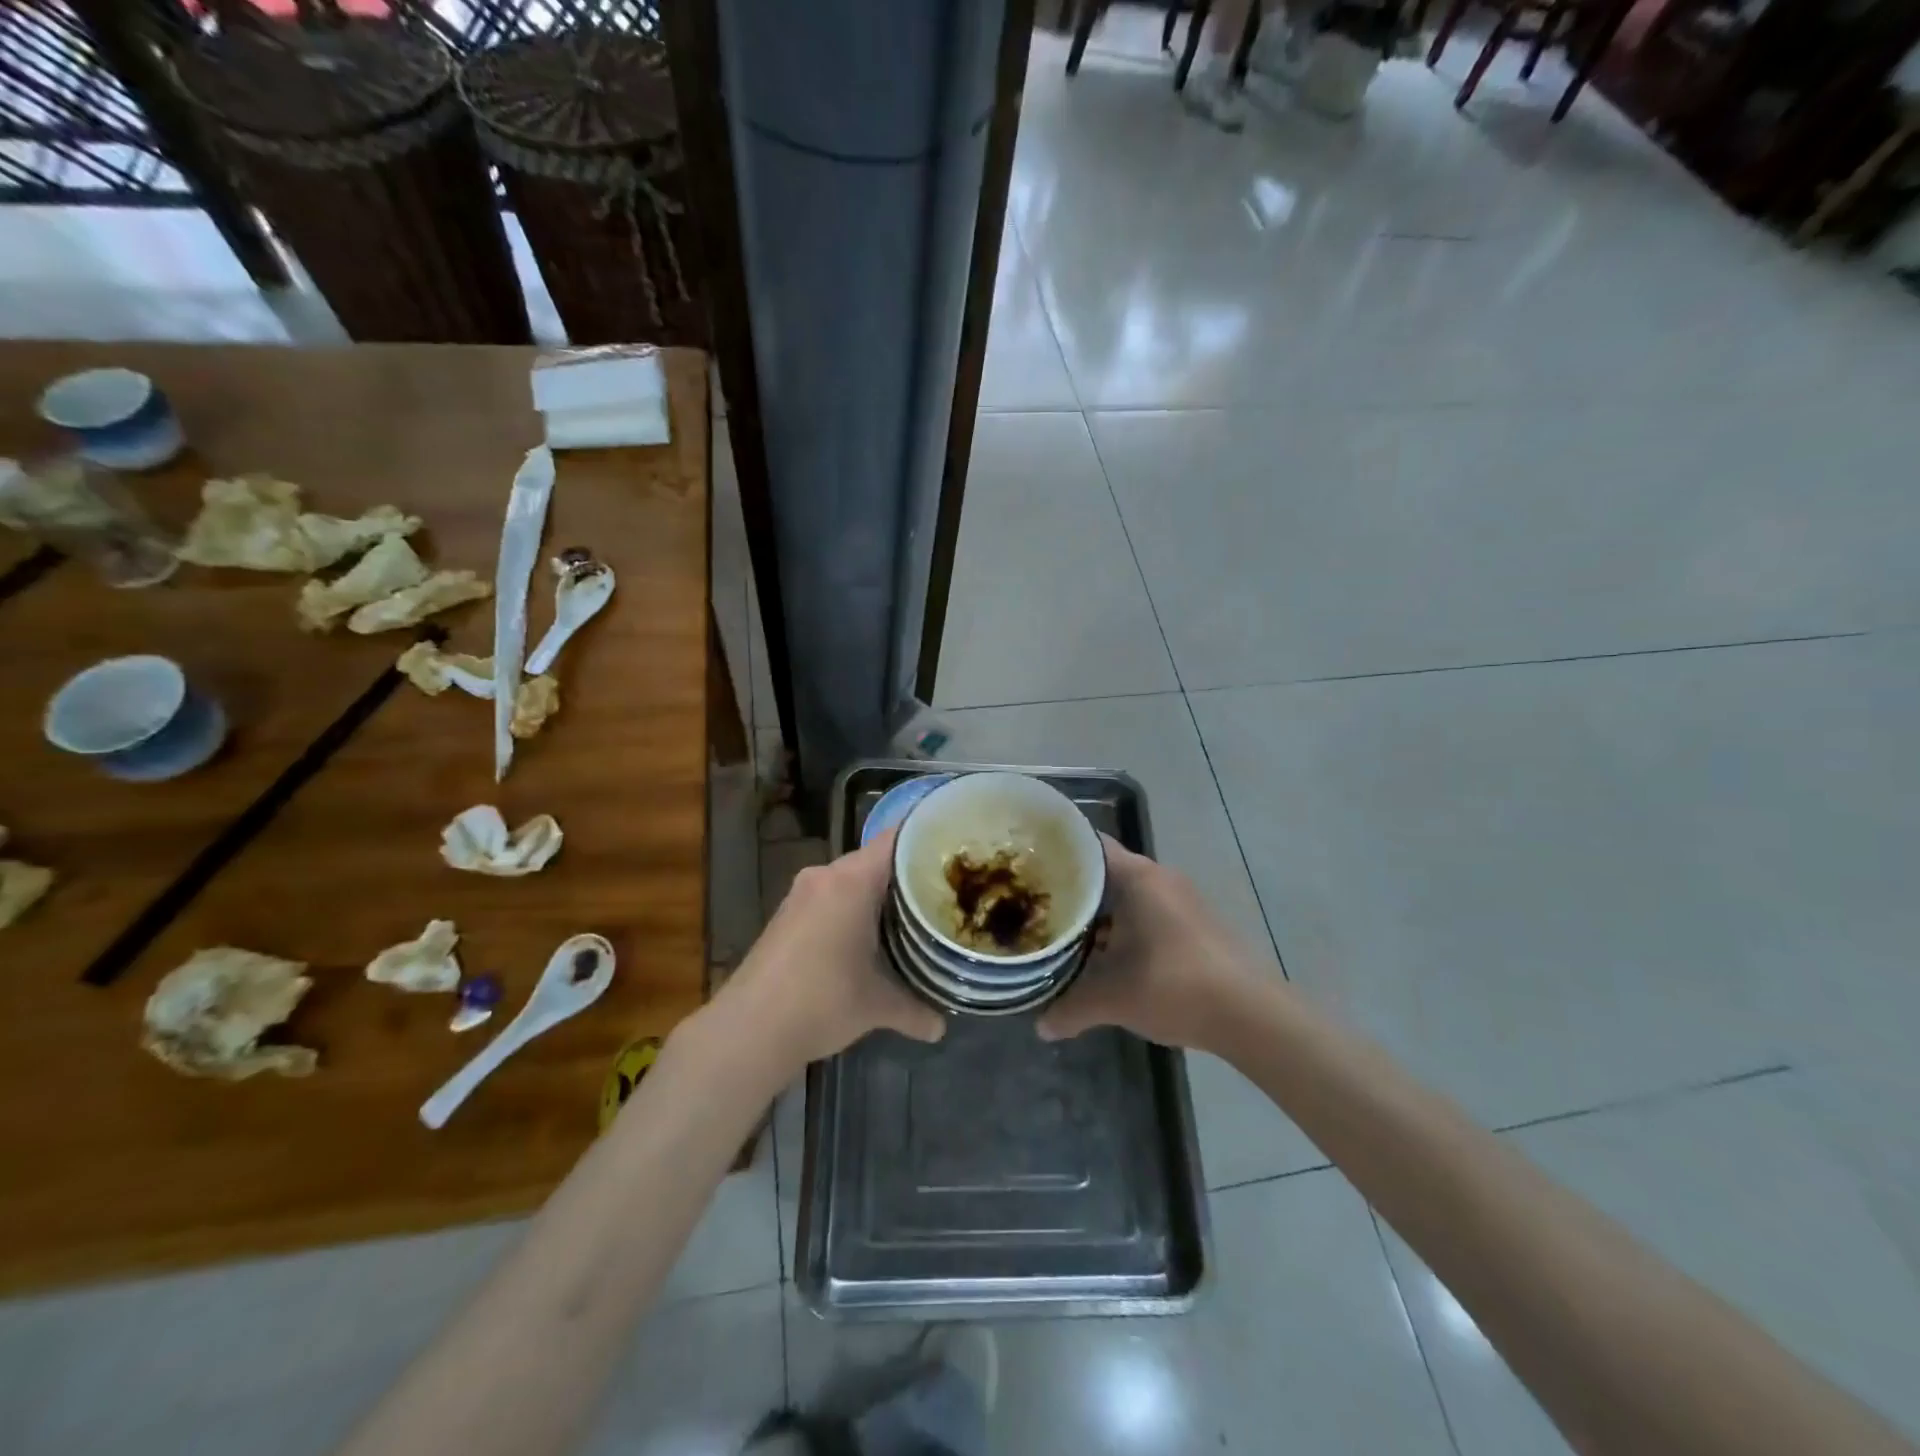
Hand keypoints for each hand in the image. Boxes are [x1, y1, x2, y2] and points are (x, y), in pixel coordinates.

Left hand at [710, 827, 944, 1083]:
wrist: (749, 1030)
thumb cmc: (822, 1001)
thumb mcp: (877, 1006)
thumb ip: (914, 1009)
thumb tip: (941, 1028)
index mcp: (852, 881)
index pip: (896, 839)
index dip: (927, 838)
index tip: (954, 846)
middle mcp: (825, 876)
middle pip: (875, 859)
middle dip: (906, 874)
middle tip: (942, 890)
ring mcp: (801, 894)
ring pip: (850, 880)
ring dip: (876, 895)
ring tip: (911, 914)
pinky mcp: (786, 914)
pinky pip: (830, 897)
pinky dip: (852, 908)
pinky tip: (869, 935)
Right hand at [1037, 836, 1268, 1051]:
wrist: (1251, 1014)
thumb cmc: (1175, 987)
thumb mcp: (1113, 999)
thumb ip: (1071, 1007)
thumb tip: (1041, 1025)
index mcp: (1137, 877)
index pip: (1088, 845)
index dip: (1057, 852)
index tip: (1027, 865)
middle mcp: (1159, 878)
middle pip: (1105, 871)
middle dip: (1073, 888)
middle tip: (1036, 903)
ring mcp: (1181, 900)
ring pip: (1127, 895)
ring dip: (1099, 912)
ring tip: (1064, 931)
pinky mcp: (1195, 924)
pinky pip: (1147, 912)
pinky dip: (1124, 927)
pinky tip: (1106, 955)